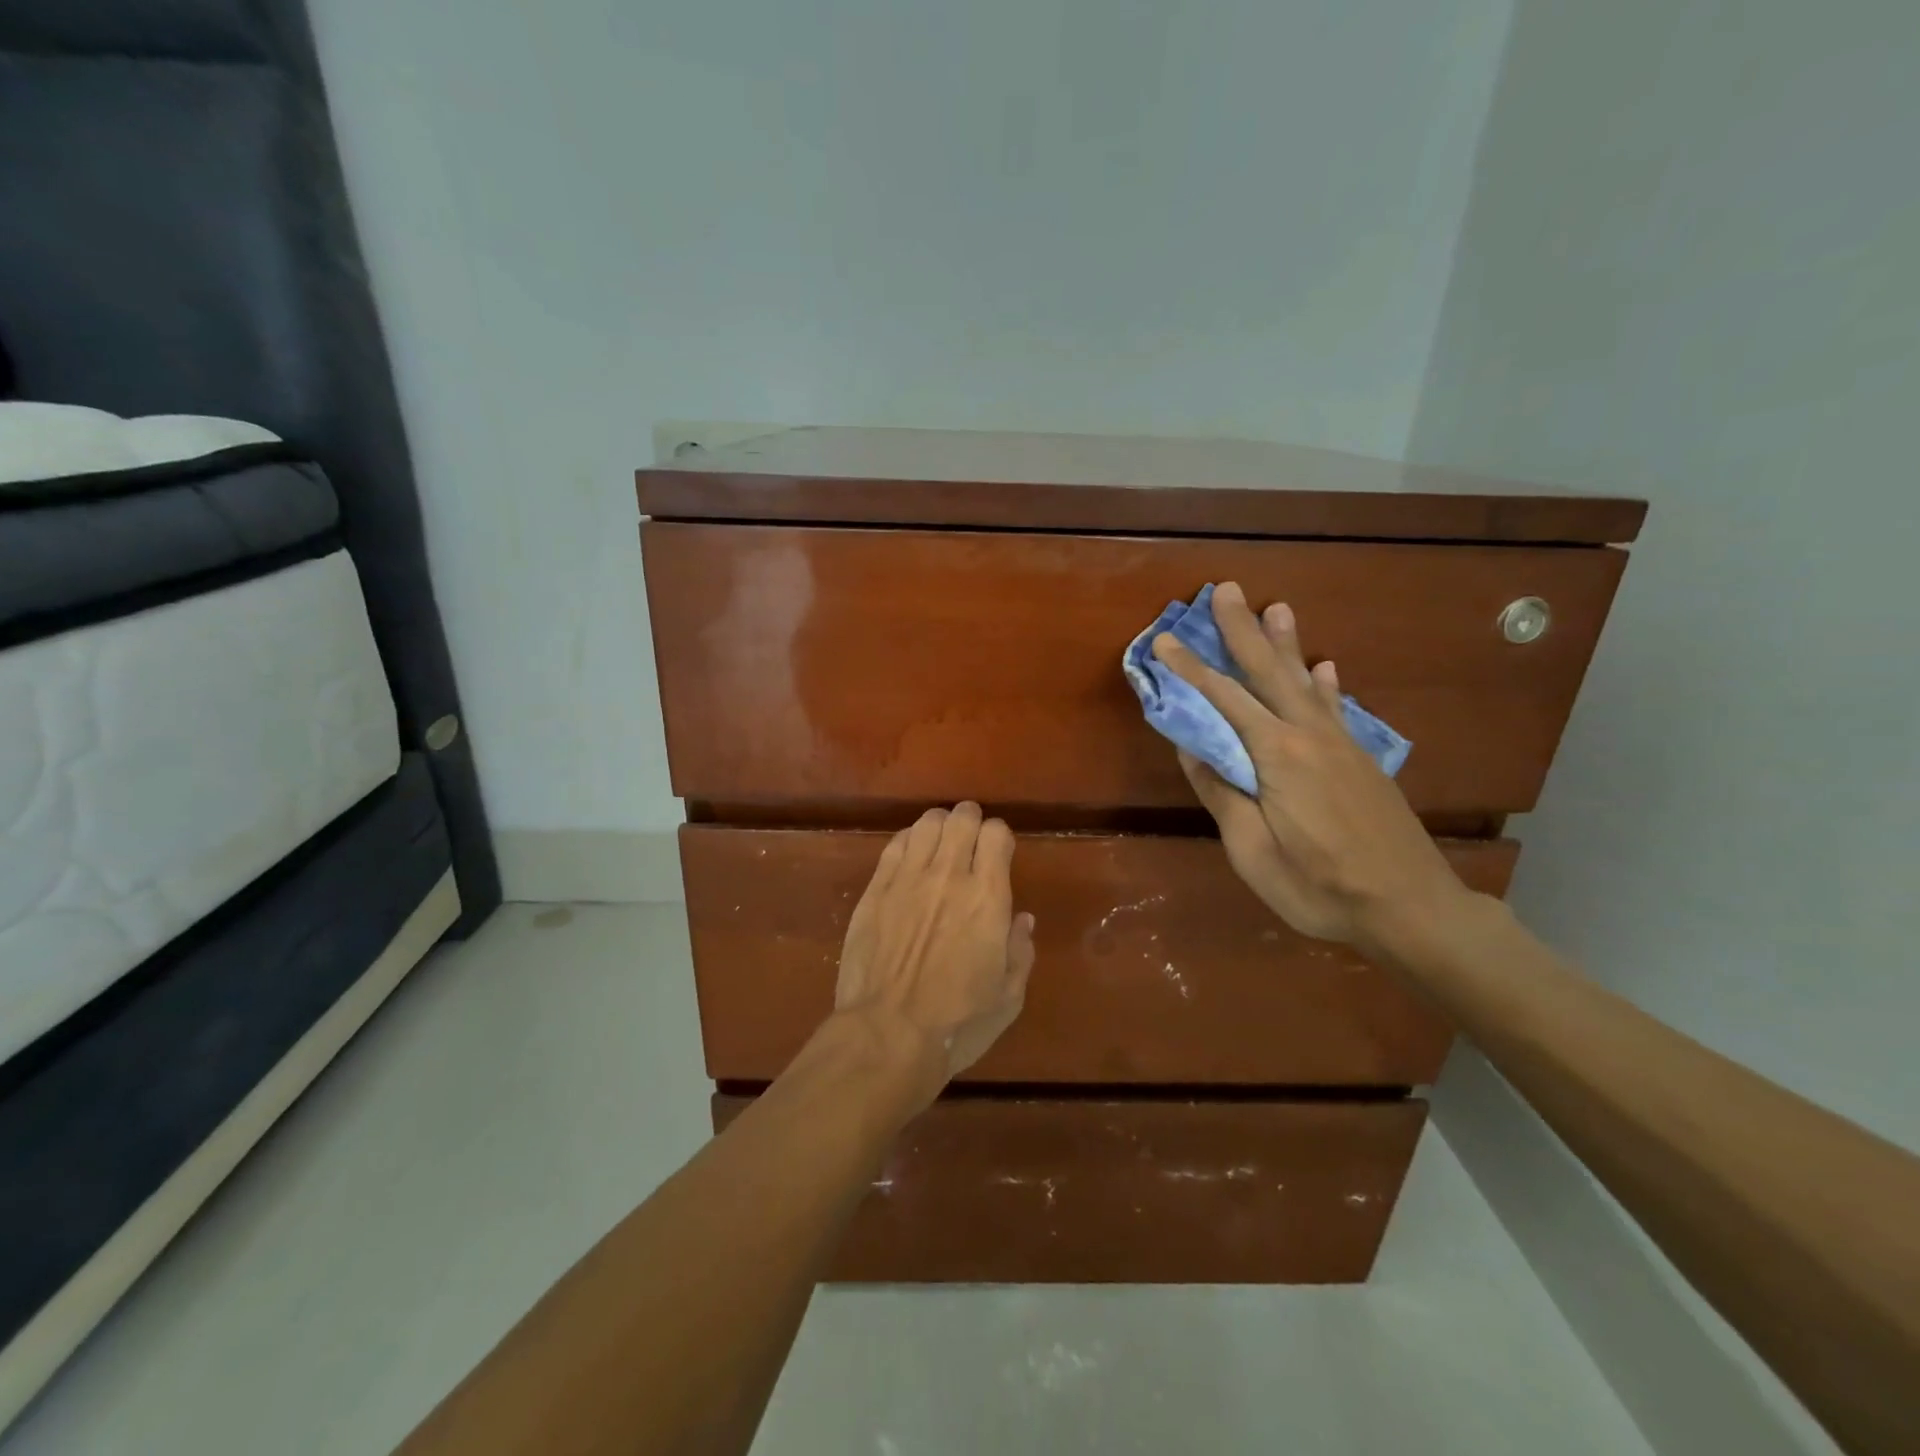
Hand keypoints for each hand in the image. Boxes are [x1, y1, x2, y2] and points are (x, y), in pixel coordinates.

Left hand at [833, 803, 1036, 1089]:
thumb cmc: (958, 1023)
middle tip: (969, 842)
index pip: (997, 833)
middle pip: (961, 818)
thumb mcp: (1008, 997)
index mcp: (988, 898)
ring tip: (940, 846)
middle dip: (970, 822)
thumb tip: (1022, 919)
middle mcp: (949, 876)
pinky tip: (910, 859)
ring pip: (926, 823)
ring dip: (939, 827)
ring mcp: (907, 879)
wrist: (887, 1036)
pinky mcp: (875, 890)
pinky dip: (909, 842)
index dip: (999, 837)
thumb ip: (1020, 951)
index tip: (998, 854)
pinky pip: (895, 845)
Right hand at [1152, 582, 1468, 949]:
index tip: (1164, 640)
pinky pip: (1336, 709)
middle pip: (1269, 673)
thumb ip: (1223, 794)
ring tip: (1276, 607)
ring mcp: (1340, 745)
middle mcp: (1310, 736)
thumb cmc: (1320, 887)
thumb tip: (1192, 749)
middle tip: (1226, 590)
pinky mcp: (1361, 760)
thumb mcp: (1253, 851)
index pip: (1224, 700)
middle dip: (1242, 631)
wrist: (1411, 908)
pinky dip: (1326, 684)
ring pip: (1305, 682)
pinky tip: (1325, 667)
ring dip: (1285, 644)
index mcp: (1277, 756)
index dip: (1191, 669)